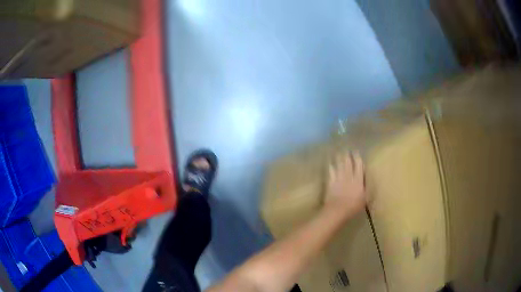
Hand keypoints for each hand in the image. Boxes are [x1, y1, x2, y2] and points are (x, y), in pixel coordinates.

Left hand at [324, 151, 365, 217]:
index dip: (357, 157)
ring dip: (339, 157)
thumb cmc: (353, 206)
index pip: (358, 165)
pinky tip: (329, 162)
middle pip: (348, 162)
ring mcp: (338, 178)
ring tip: (339, 152)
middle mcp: (348, 176)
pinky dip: (330, 165)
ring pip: (339, 164)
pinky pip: (330, 171)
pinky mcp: (330, 182)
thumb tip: (368, 181)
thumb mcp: (365, 198)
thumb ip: (367, 188)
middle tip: (346, 149)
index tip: (356, 152)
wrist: (337, 210)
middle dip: (347, 154)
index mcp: (358, 180)